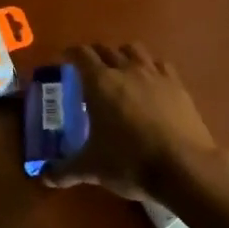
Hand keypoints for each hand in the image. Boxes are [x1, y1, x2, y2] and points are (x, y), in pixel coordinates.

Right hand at [43, 43, 222, 201]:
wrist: (184, 167)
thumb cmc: (129, 162)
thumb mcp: (92, 169)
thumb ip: (65, 170)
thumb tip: (44, 178)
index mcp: (100, 83)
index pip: (81, 55)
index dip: (70, 54)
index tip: (64, 59)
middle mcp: (126, 70)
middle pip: (107, 49)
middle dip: (94, 54)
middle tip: (87, 69)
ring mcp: (155, 75)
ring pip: (135, 50)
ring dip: (122, 54)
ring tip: (119, 69)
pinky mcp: (178, 86)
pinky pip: (160, 65)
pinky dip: (150, 67)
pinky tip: (149, 82)